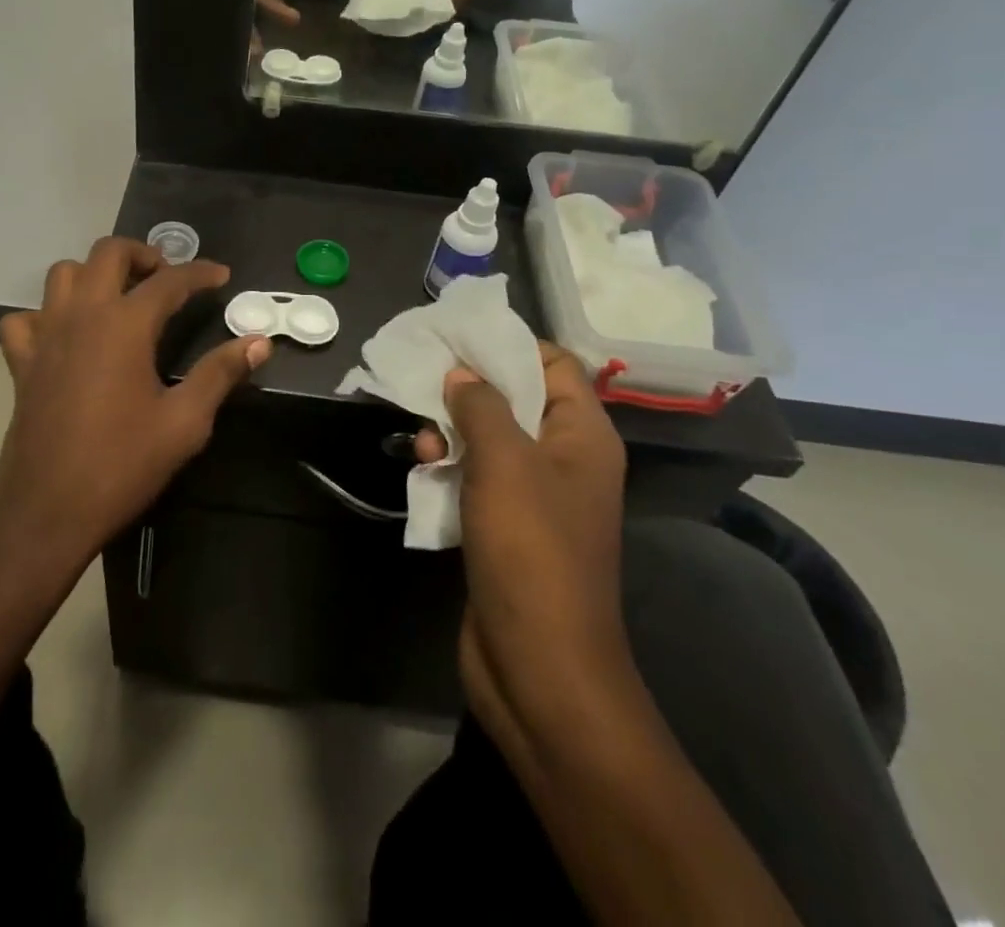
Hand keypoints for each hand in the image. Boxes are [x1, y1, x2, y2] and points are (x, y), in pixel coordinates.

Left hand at [0, 238, 271, 582]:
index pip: (170, 281)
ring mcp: (45, 334)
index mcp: (125, 325)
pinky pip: (24, 319)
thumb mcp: (184, 422)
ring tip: (119, 296)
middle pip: (108, 253)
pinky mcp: (22, 361)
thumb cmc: (122, 465)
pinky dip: (44, 315)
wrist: (47, 511)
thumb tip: (259, 341)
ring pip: (63, 274)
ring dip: (93, 273)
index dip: (200, 273)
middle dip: (142, 253)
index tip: (222, 275)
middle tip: (166, 277)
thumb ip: (220, 374)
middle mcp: (82, 314)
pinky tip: (64, 335)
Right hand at [415, 344, 629, 725]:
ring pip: (489, 438)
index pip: (554, 364)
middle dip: (468, 390)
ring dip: (451, 431)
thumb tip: (461, 375)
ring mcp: (536, 496)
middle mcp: (564, 459)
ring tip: (421, 441)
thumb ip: (481, 405)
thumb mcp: (503, 462)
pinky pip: (477, 477)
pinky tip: (422, 469)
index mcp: (583, 436)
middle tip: (425, 382)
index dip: (509, 346)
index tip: (458, 338)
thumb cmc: (531, 550)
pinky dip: (450, 467)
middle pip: (516, 398)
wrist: (539, 665)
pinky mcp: (507, 526)